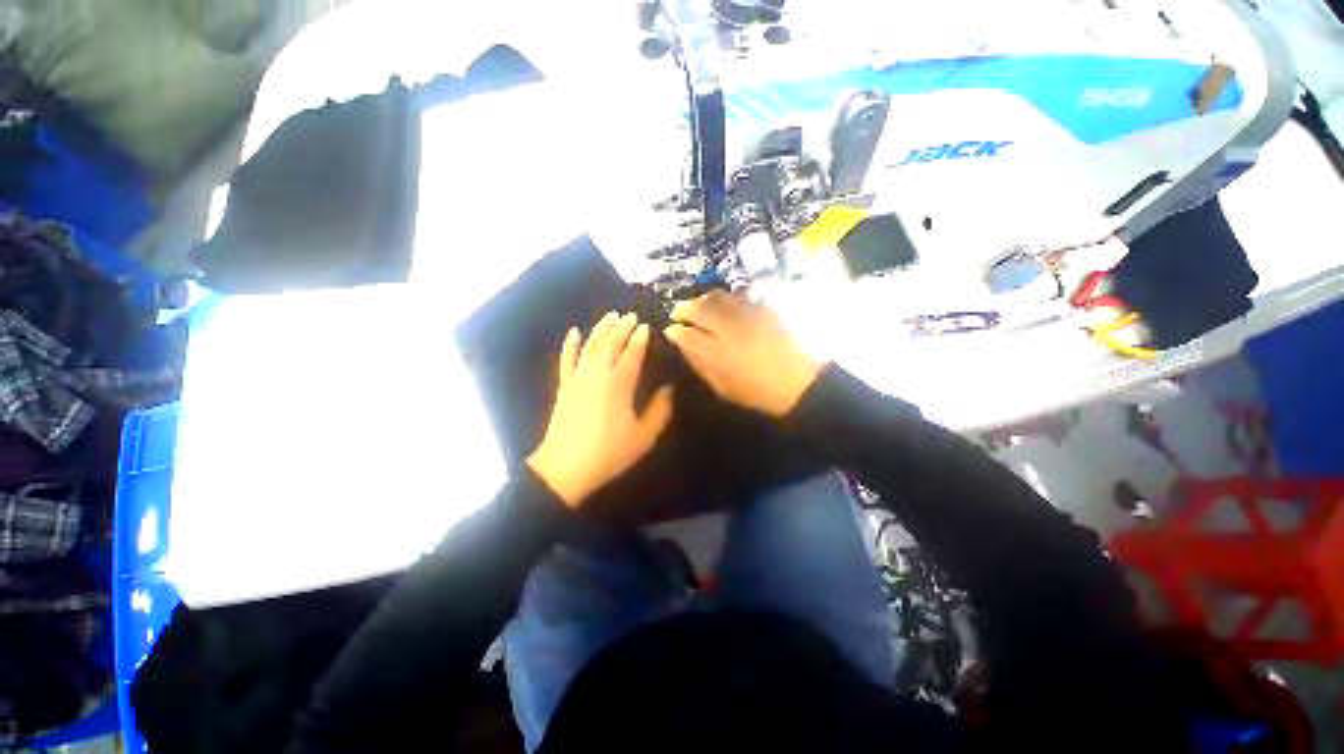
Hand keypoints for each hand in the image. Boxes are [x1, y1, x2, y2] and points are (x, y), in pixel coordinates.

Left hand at [527, 312, 674, 507]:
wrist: (565, 468)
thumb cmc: (609, 453)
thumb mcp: (643, 436)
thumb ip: (659, 410)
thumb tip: (670, 389)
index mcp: (619, 384)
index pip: (631, 353)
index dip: (640, 338)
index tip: (646, 326)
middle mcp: (597, 374)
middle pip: (610, 343)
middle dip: (622, 327)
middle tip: (631, 315)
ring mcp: (578, 378)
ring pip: (590, 346)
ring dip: (601, 328)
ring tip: (611, 315)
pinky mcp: (564, 386)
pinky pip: (566, 360)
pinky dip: (570, 344)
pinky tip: (574, 331)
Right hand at [665, 291, 824, 417]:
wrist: (800, 382)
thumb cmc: (757, 391)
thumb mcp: (723, 387)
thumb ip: (700, 365)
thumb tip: (684, 346)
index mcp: (718, 353)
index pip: (687, 334)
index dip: (674, 331)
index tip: (669, 330)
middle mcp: (730, 328)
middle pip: (699, 308)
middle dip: (683, 308)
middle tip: (677, 312)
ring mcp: (748, 314)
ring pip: (717, 296)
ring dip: (702, 299)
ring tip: (698, 305)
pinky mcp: (764, 308)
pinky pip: (738, 295)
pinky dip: (725, 298)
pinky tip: (723, 305)